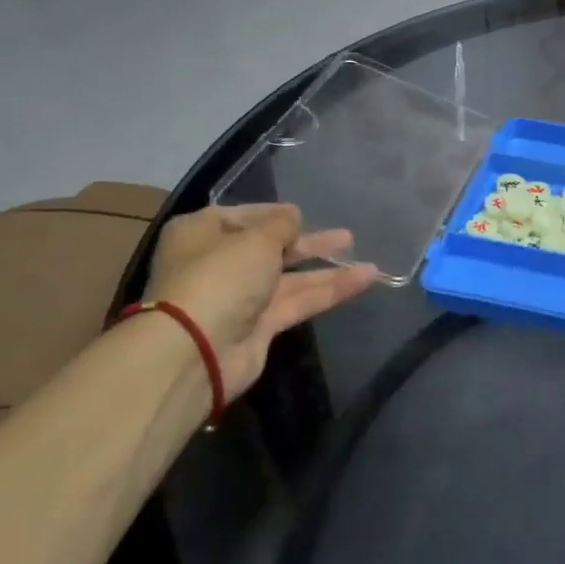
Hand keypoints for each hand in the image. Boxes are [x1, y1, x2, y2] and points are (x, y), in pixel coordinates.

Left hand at [144, 204, 377, 397]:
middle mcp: (219, 263)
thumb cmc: (220, 277)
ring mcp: (240, 297)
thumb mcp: (256, 239)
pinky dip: (330, 291)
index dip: (275, 215)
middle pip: (271, 248)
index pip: (243, 216)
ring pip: (290, 278)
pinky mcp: (260, 326)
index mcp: (202, 233)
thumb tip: (293, 214)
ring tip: (368, 263)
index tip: (304, 213)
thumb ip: (281, 225)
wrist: (196, 350)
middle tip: (346, 238)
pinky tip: (363, 280)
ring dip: (327, 269)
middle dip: (308, 243)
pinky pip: (299, 301)